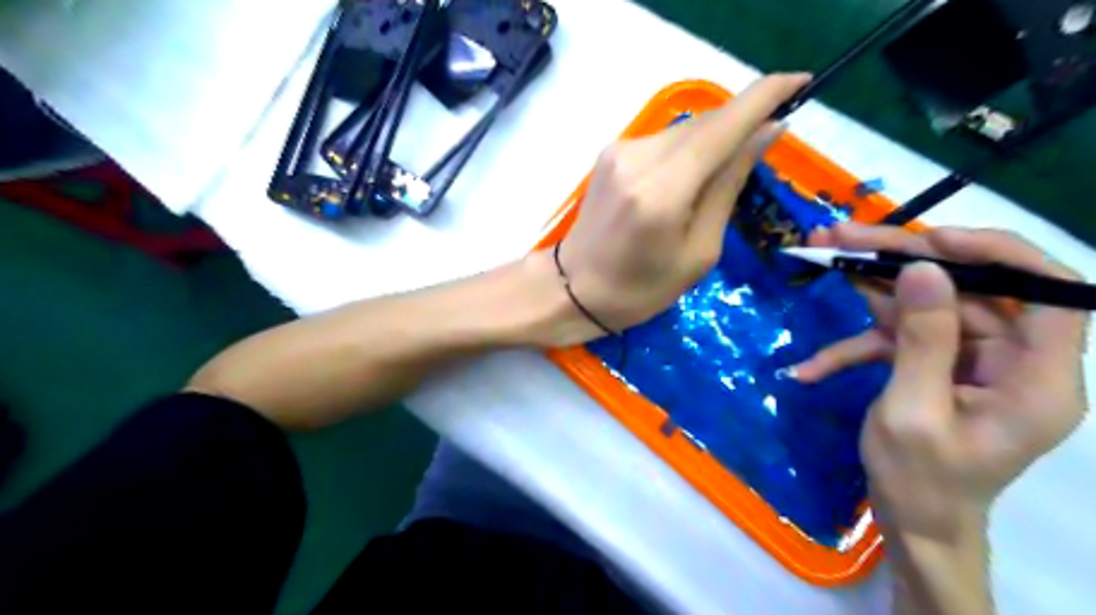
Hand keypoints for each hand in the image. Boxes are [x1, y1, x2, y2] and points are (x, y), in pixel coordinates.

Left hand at [552, 73, 807, 340]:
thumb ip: (728, 187)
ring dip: (714, 140)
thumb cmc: (641, 288)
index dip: (766, 97)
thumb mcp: (698, 252)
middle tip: (764, 145)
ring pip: (685, 129)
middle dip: (742, 124)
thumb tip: (766, 133)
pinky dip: (687, 150)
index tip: (801, 84)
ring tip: (721, 175)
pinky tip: (689, 178)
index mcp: (662, 191)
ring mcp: (619, 151)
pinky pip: (664, 140)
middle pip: (706, 123)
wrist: (574, 288)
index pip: (723, 126)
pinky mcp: (610, 153)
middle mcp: (638, 158)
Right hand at [798, 223, 1084, 537]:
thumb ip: (922, 340)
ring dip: (868, 286)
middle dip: (900, 260)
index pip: (1049, 293)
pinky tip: (810, 369)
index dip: (997, 254)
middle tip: (841, 236)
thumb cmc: (920, 480)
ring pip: (923, 306)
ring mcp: (968, 362)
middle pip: (964, 290)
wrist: (911, 523)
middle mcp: (1011, 361)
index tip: (931, 241)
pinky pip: (897, 342)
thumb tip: (922, 270)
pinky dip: (853, 349)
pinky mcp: (934, 367)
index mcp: (1036, 378)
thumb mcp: (912, 411)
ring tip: (821, 255)